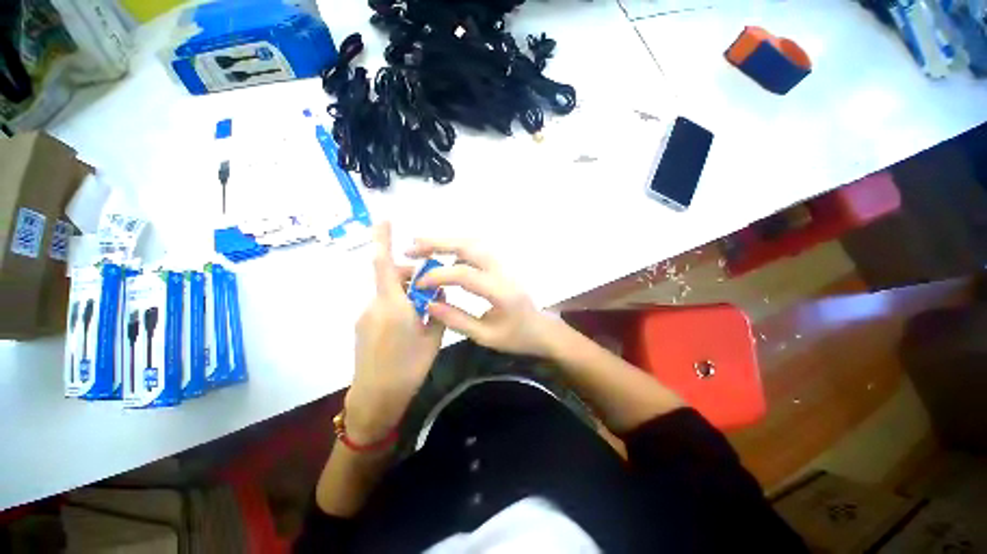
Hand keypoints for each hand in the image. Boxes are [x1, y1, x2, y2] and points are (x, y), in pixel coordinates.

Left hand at [345, 223, 444, 442]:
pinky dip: (398, 305)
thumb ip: (438, 309)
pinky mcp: (362, 325)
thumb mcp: (434, 335)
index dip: (382, 239)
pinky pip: (383, 305)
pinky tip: (409, 324)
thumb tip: (439, 292)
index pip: (383, 264)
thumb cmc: (409, 367)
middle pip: (390, 276)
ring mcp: (365, 315)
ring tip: (423, 313)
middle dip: (410, 275)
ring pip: (388, 291)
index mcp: (393, 305)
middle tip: (430, 292)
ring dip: (406, 292)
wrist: (376, 398)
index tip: (384, 218)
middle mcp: (374, 305)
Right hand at [409, 239, 556, 357]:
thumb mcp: (486, 336)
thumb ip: (457, 320)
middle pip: (469, 246)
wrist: (542, 328)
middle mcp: (503, 270)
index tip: (417, 284)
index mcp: (501, 291)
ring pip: (473, 242)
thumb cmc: (517, 336)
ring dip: (446, 241)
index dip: (437, 276)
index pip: (464, 274)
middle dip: (437, 244)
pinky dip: (458, 248)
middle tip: (411, 248)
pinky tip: (446, 258)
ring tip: (421, 245)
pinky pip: (478, 249)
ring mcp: (505, 264)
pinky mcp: (503, 264)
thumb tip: (428, 303)